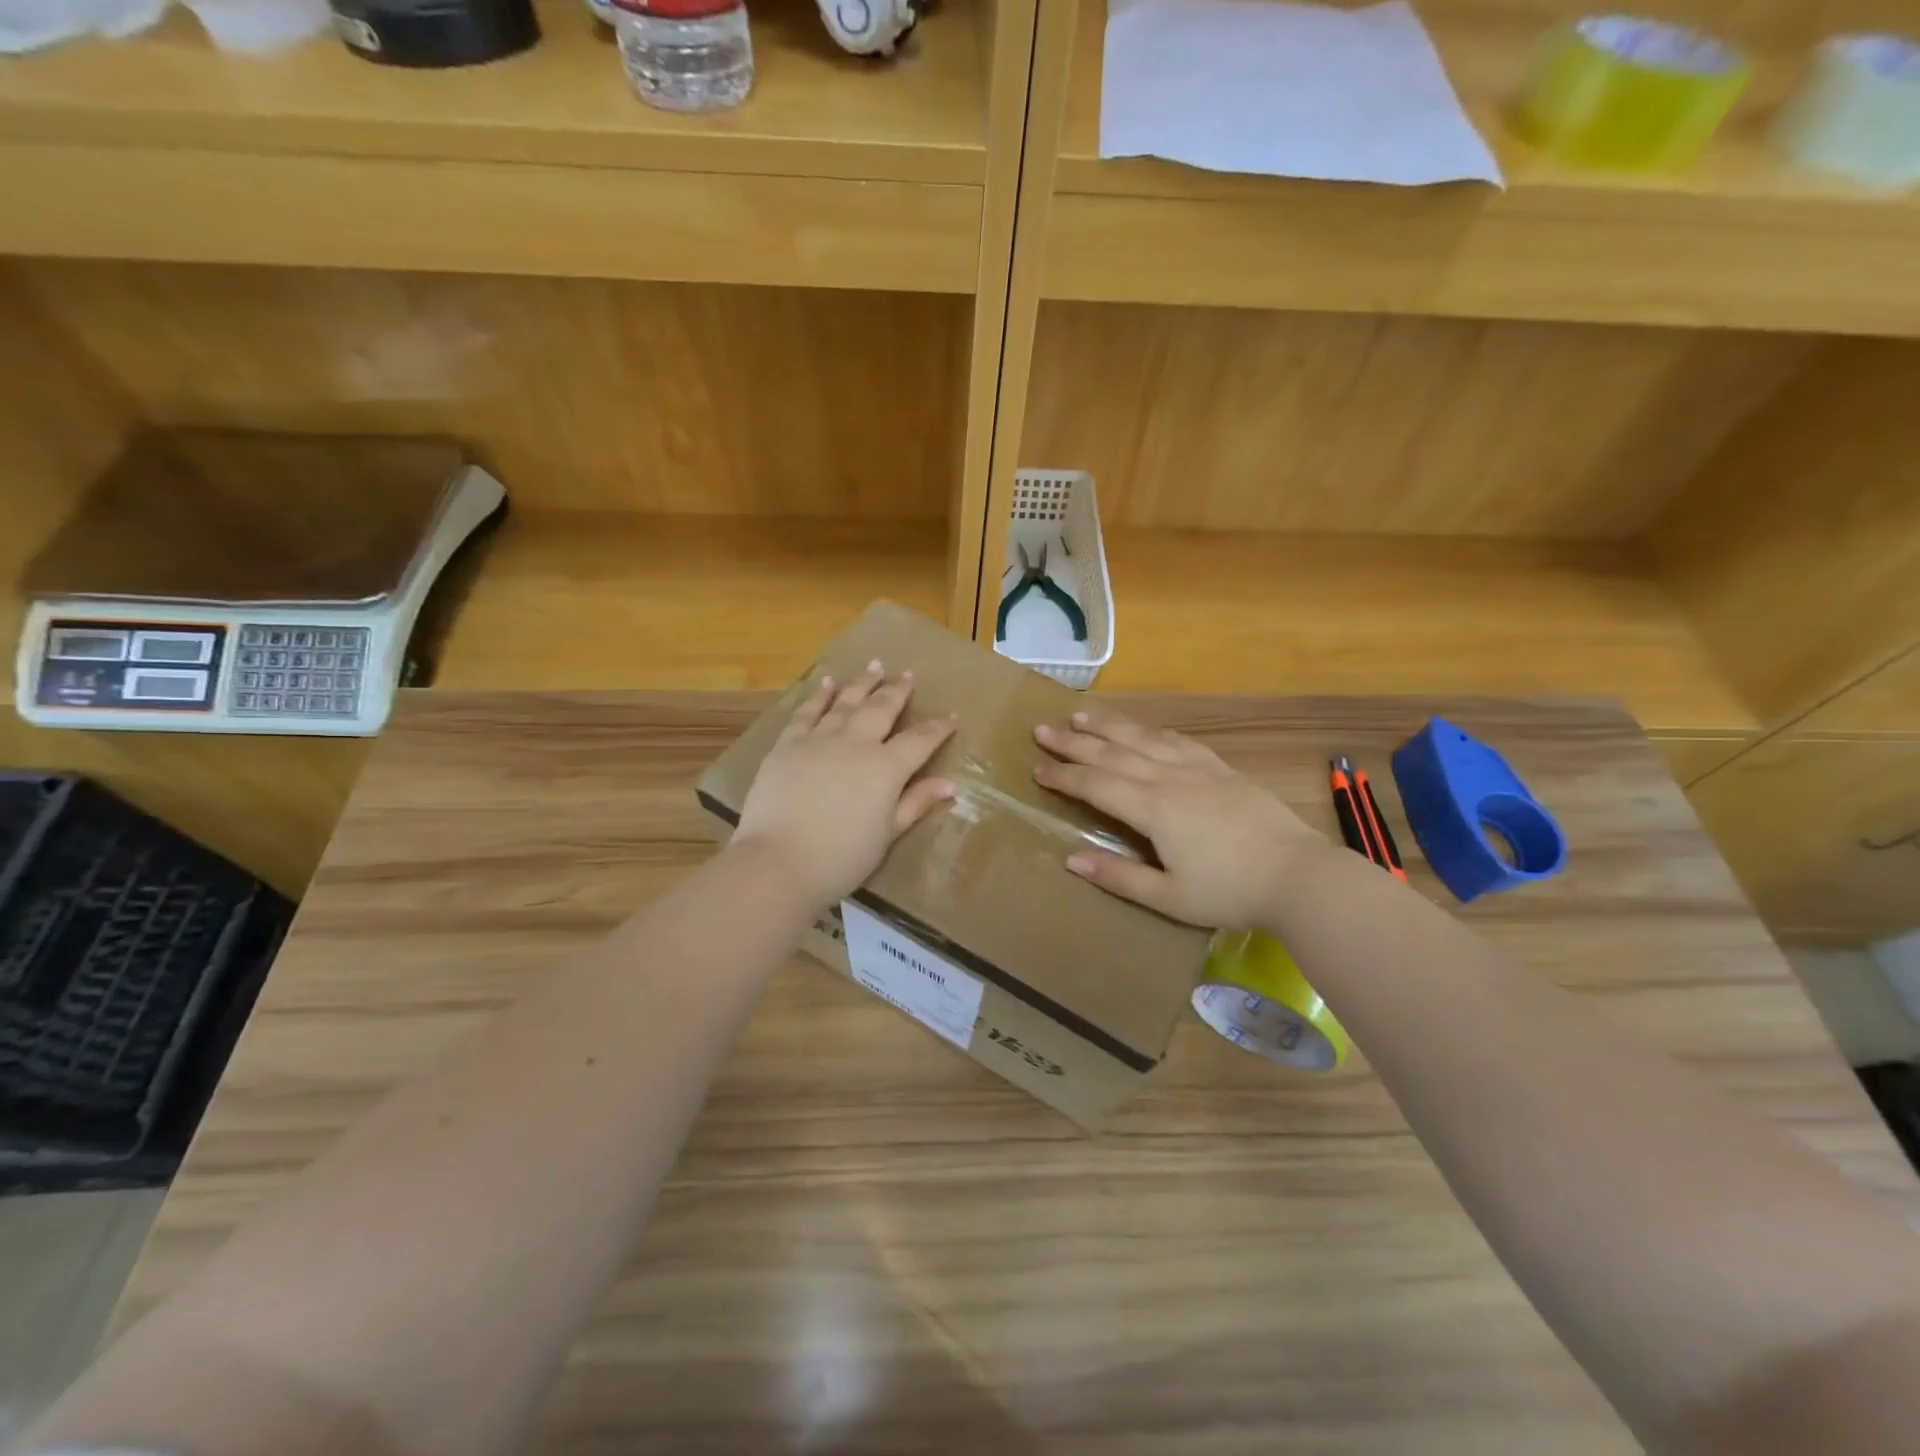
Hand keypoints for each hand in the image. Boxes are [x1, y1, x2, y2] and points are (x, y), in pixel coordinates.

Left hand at [734, 662, 957, 907]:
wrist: (779, 862)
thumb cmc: (842, 858)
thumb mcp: (887, 835)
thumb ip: (916, 803)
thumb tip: (949, 784)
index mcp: (886, 768)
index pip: (919, 741)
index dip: (938, 728)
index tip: (950, 717)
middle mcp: (855, 744)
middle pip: (881, 709)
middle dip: (897, 691)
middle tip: (906, 675)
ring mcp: (819, 740)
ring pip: (846, 703)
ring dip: (861, 684)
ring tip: (873, 666)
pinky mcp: (787, 745)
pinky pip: (806, 712)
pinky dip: (819, 696)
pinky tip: (827, 683)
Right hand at [1033, 708, 1327, 928]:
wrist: (1299, 876)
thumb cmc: (1230, 892)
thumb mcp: (1169, 898)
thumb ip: (1119, 877)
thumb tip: (1071, 858)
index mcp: (1153, 809)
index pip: (1096, 785)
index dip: (1064, 777)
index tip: (1036, 769)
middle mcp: (1170, 779)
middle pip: (1112, 754)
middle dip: (1074, 742)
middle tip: (1042, 729)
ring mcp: (1198, 770)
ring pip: (1144, 739)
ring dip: (1109, 726)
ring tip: (1081, 714)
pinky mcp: (1223, 770)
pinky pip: (1180, 742)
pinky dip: (1154, 732)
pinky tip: (1146, 730)